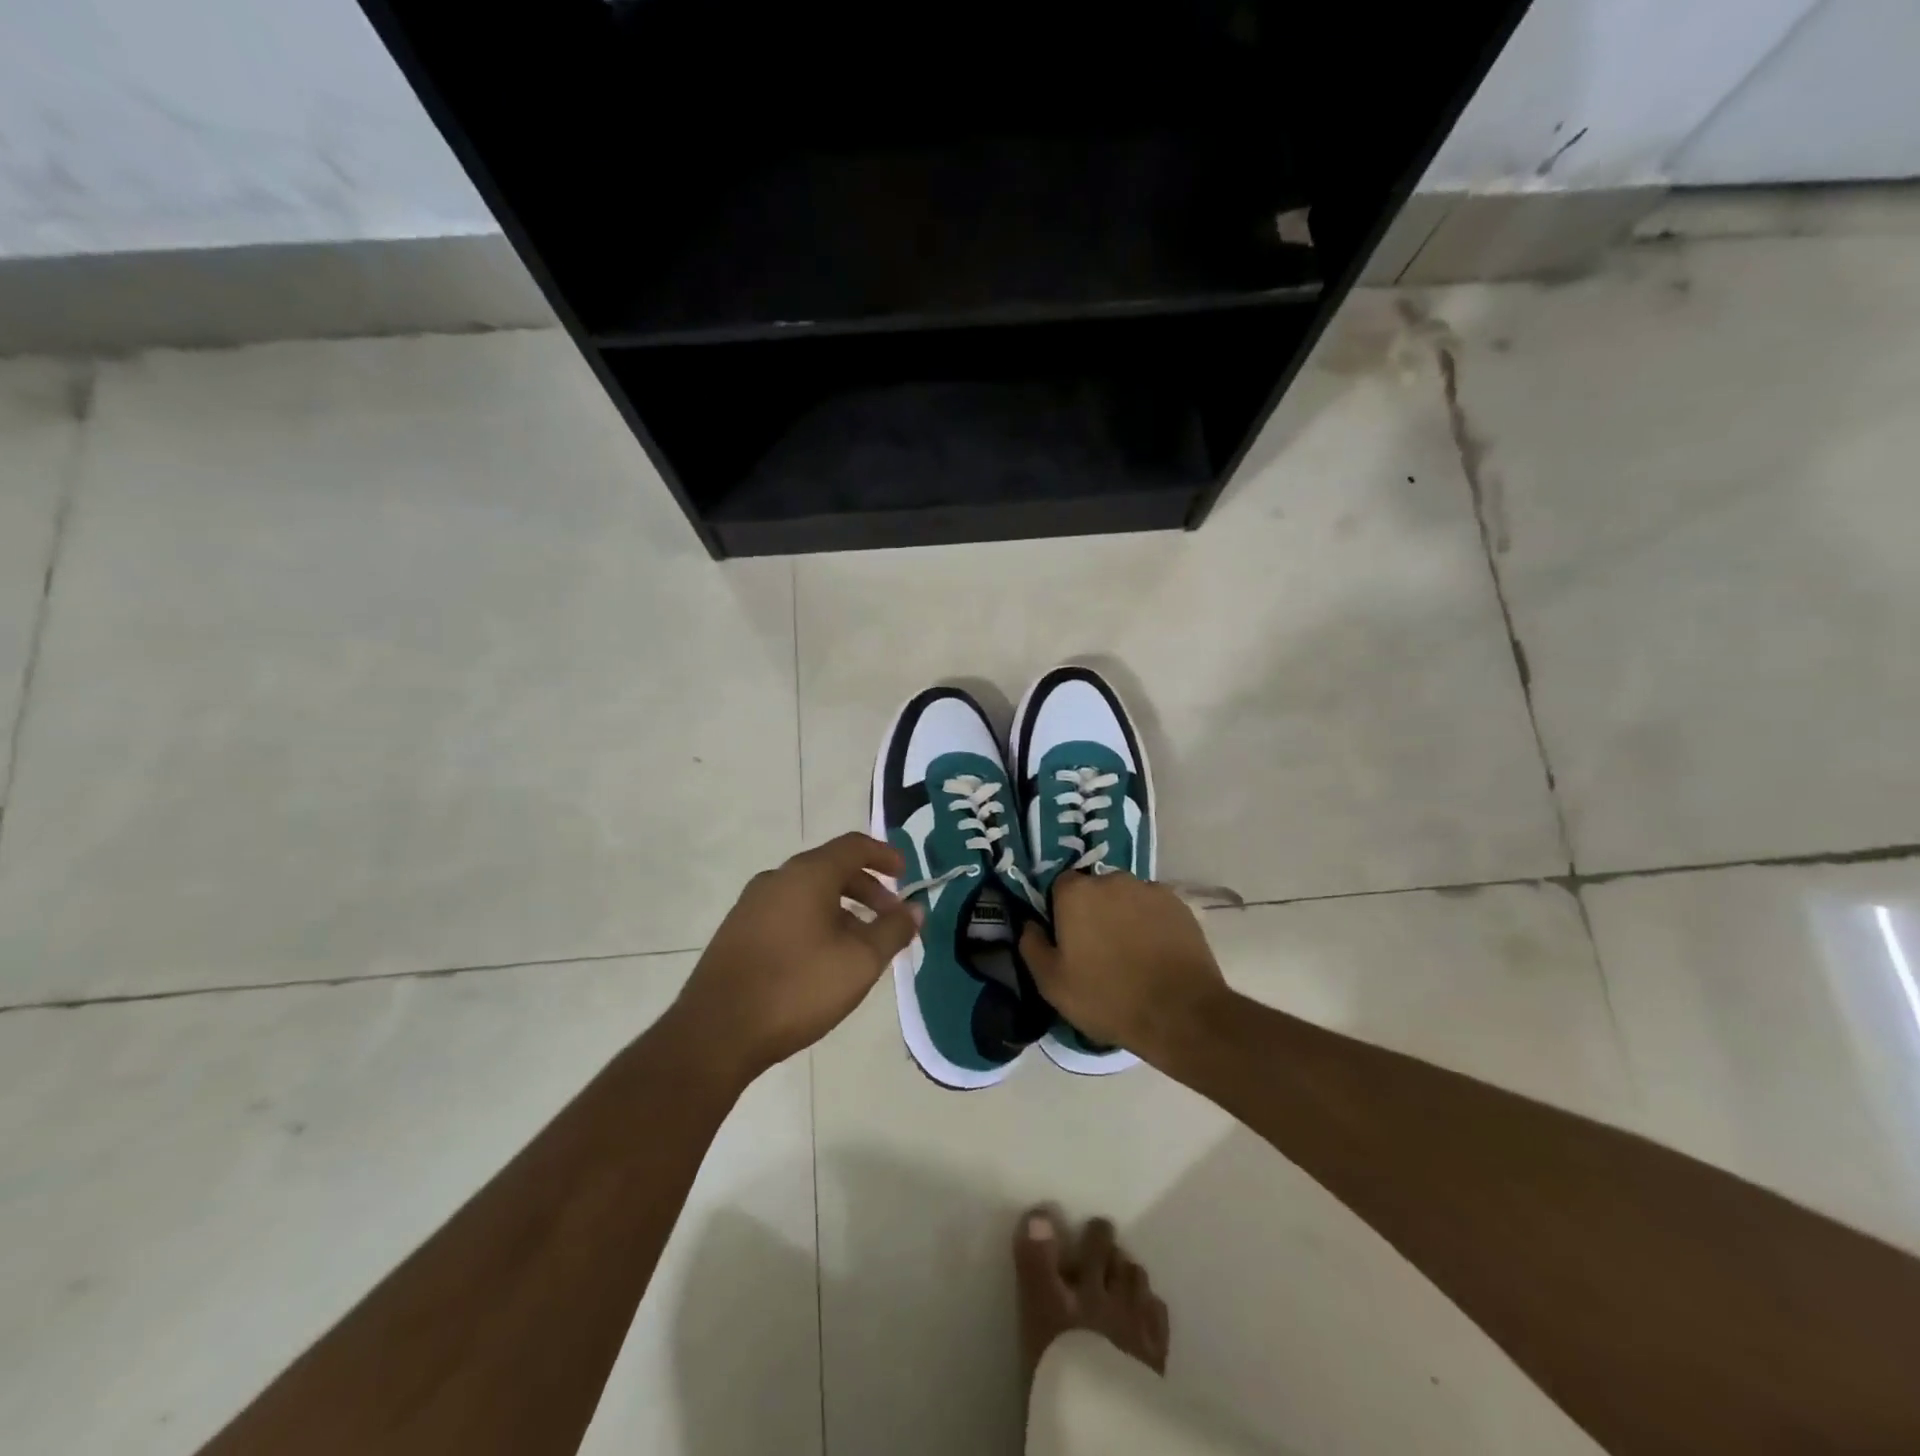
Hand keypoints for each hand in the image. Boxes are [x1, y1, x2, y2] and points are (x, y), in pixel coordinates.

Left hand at [671, 833, 921, 1083]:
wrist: (716, 1032)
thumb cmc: (797, 987)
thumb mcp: (860, 961)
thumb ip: (893, 930)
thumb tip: (915, 909)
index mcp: (808, 874)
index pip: (854, 846)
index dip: (885, 855)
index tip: (906, 874)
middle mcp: (777, 879)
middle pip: (831, 868)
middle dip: (867, 888)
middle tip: (890, 917)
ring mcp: (752, 904)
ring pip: (808, 892)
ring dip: (842, 908)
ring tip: (860, 943)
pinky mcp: (737, 931)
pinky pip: (787, 911)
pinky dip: (815, 920)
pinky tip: (822, 958)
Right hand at [1019, 872, 1230, 1064]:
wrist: (1180, 1013)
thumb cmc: (1107, 998)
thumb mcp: (1052, 983)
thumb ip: (1032, 946)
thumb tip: (1030, 924)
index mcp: (1076, 893)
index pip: (1059, 886)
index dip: (1060, 910)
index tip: (1066, 938)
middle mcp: (1112, 879)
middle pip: (1094, 889)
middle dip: (1093, 911)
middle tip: (1098, 948)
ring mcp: (1149, 889)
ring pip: (1125, 897)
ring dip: (1122, 915)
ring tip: (1130, 953)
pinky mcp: (1178, 904)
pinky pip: (1153, 908)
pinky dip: (1150, 923)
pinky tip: (1154, 953)